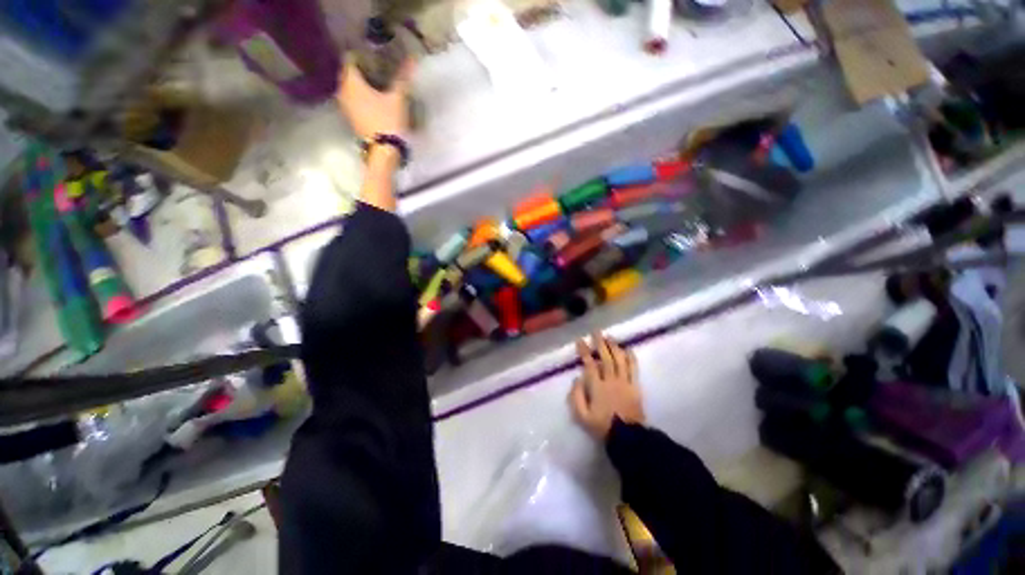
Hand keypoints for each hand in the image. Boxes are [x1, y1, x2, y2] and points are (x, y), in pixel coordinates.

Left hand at [337, 58, 413, 139]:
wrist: (384, 151)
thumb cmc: (388, 121)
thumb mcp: (398, 99)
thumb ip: (402, 78)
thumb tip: (411, 59)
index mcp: (351, 81)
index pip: (350, 59)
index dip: (362, 55)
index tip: (375, 55)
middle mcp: (343, 91)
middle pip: (350, 74)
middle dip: (362, 70)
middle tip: (378, 69)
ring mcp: (345, 107)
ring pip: (351, 89)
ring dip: (362, 86)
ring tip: (378, 84)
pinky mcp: (351, 119)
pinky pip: (354, 102)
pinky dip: (362, 98)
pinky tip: (374, 101)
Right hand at [569, 333, 644, 440]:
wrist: (627, 437)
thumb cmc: (602, 426)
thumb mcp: (582, 416)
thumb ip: (576, 396)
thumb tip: (577, 379)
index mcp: (597, 387)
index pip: (590, 364)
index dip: (584, 351)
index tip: (580, 340)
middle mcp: (611, 380)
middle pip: (606, 358)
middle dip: (600, 343)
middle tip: (596, 332)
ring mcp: (625, 382)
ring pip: (620, 360)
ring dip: (614, 347)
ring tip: (609, 337)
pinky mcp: (635, 386)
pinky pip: (634, 369)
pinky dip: (631, 358)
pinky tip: (628, 349)